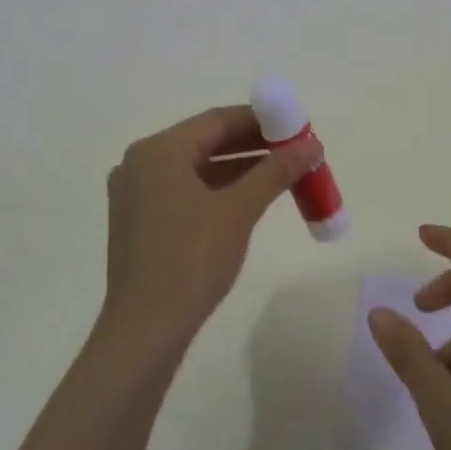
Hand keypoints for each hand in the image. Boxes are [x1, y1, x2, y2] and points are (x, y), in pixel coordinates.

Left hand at [101, 105, 321, 351]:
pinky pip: (186, 190)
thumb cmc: (191, 260)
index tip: (297, 126)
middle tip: (295, 151)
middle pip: (206, 141)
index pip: (217, 120)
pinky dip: (219, 189)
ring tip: (283, 173)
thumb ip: (276, 171)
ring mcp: (137, 193)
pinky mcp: (140, 221)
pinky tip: (250, 198)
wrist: (146, 329)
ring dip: (239, 168)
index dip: (261, 120)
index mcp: (158, 151)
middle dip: (253, 145)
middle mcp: (141, 163)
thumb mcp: (239, 210)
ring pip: (197, 168)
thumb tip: (313, 144)